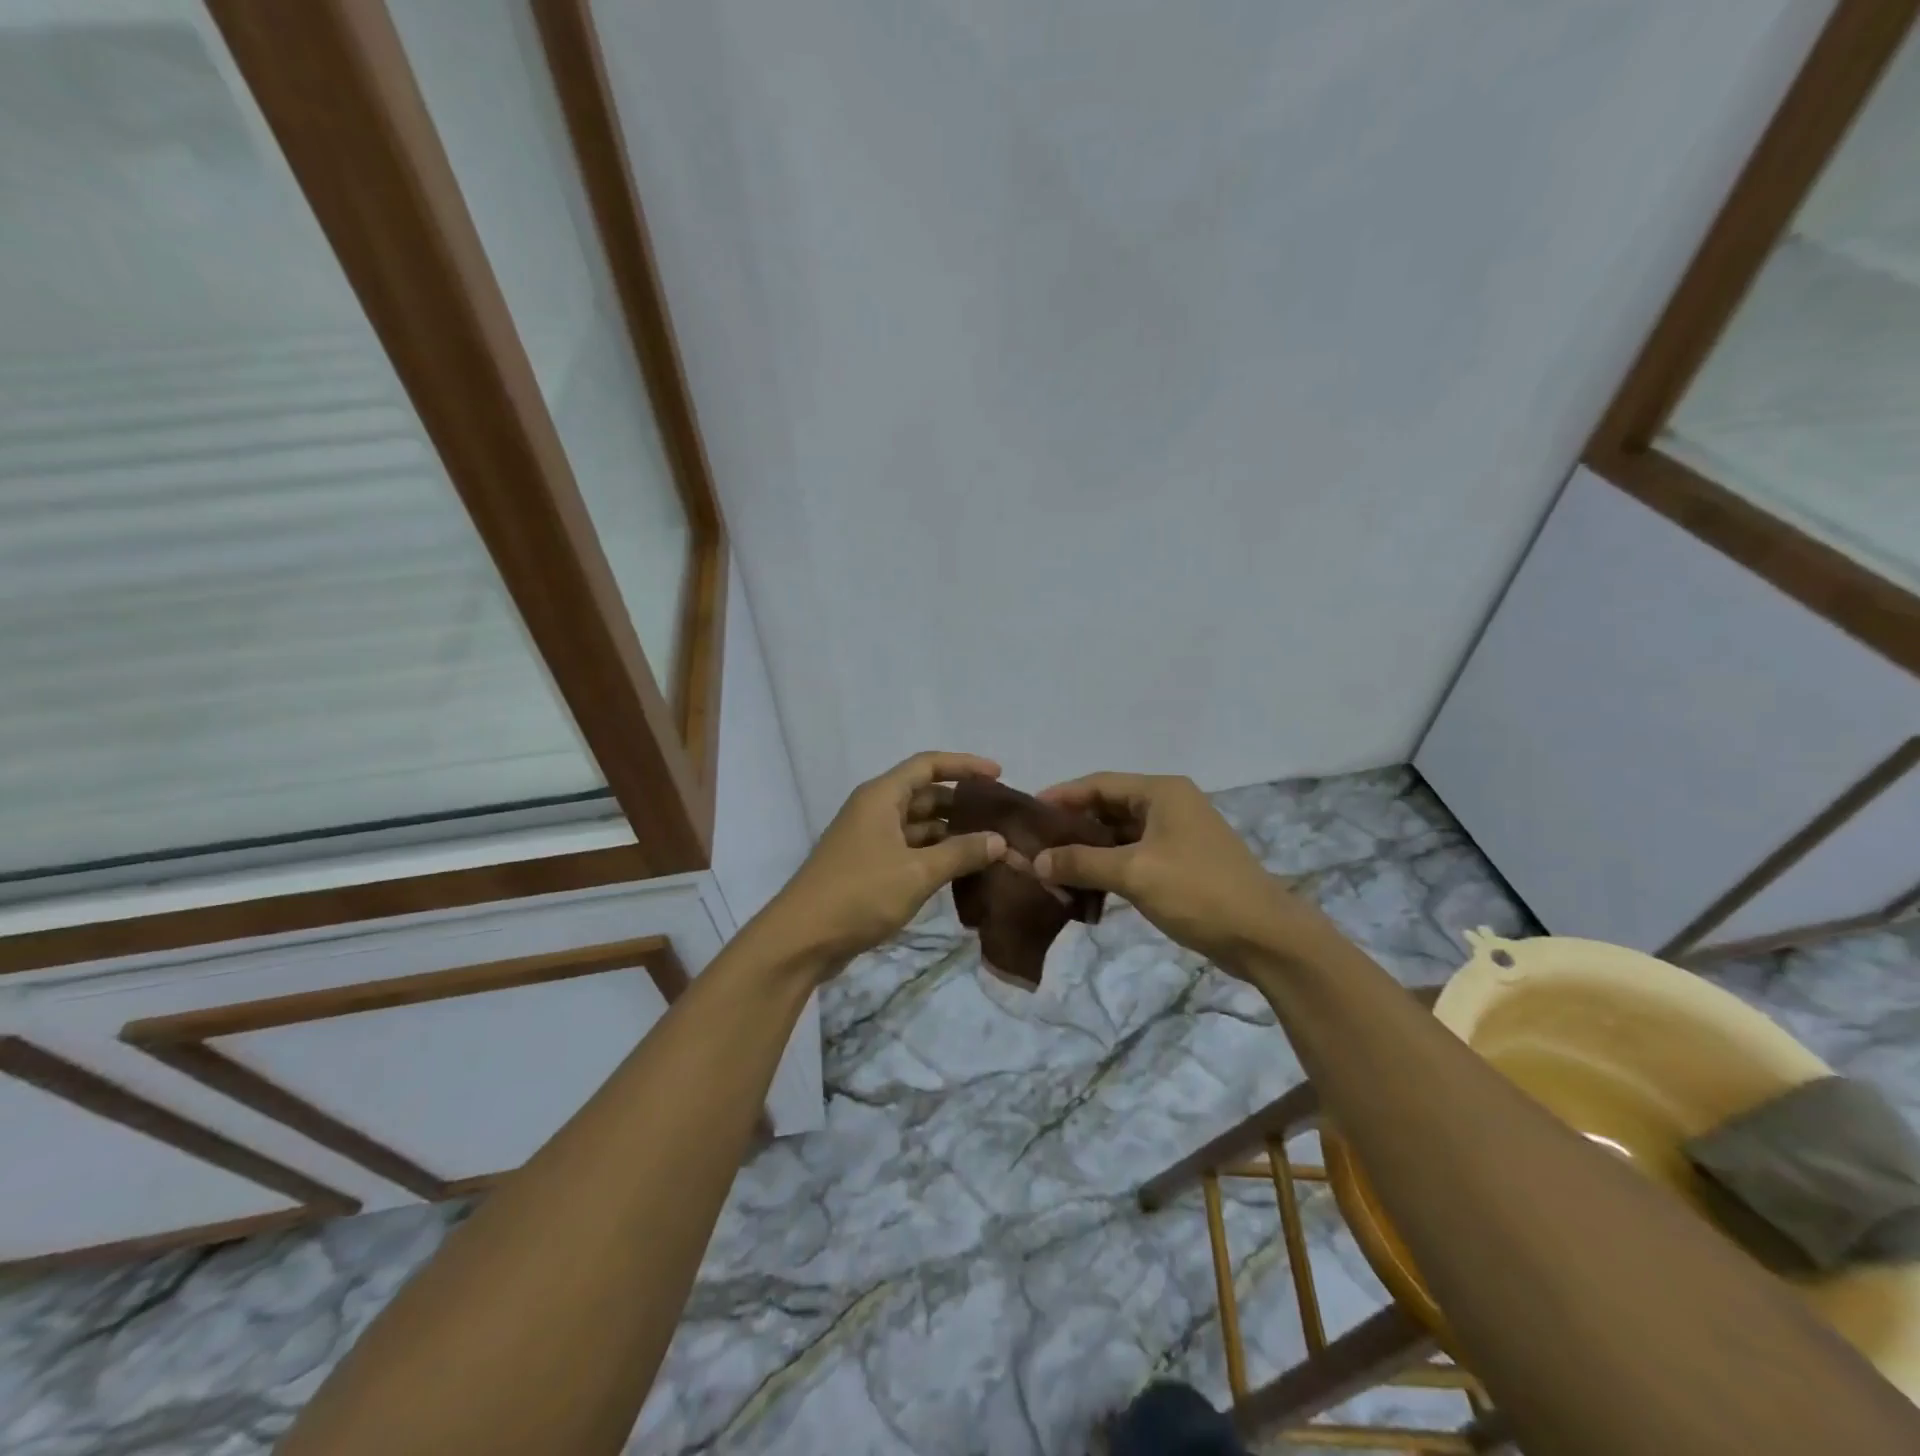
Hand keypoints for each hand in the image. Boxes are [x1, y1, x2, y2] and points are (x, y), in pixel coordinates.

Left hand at [757, 751, 1007, 973]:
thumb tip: (999, 840)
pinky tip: (963, 870)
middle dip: (963, 804)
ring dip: (952, 833)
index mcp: (882, 797)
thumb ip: (961, 853)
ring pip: (920, 826)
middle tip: (1002, 818)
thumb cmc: (859, 894)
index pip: (928, 765)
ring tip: (992, 846)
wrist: (802, 940)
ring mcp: (871, 840)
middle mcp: (875, 810)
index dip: (964, 766)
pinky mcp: (870, 868)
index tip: (999, 775)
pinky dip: (936, 855)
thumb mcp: (917, 872)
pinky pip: (911, 850)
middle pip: (926, 795)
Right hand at [1033, 772, 1309, 967]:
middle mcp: (1168, 805)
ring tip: (1051, 868)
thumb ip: (1082, 862)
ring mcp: (1176, 835)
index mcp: (1161, 792)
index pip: (1098, 783)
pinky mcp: (1179, 863)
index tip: (1026, 814)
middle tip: (1034, 846)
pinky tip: (1083, 887)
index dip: (1061, 796)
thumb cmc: (1198, 891)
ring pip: (1118, 835)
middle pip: (1107, 807)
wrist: (1265, 937)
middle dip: (1071, 827)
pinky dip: (1107, 868)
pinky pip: (1132, 856)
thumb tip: (1036, 861)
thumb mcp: (1134, 873)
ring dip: (1087, 851)